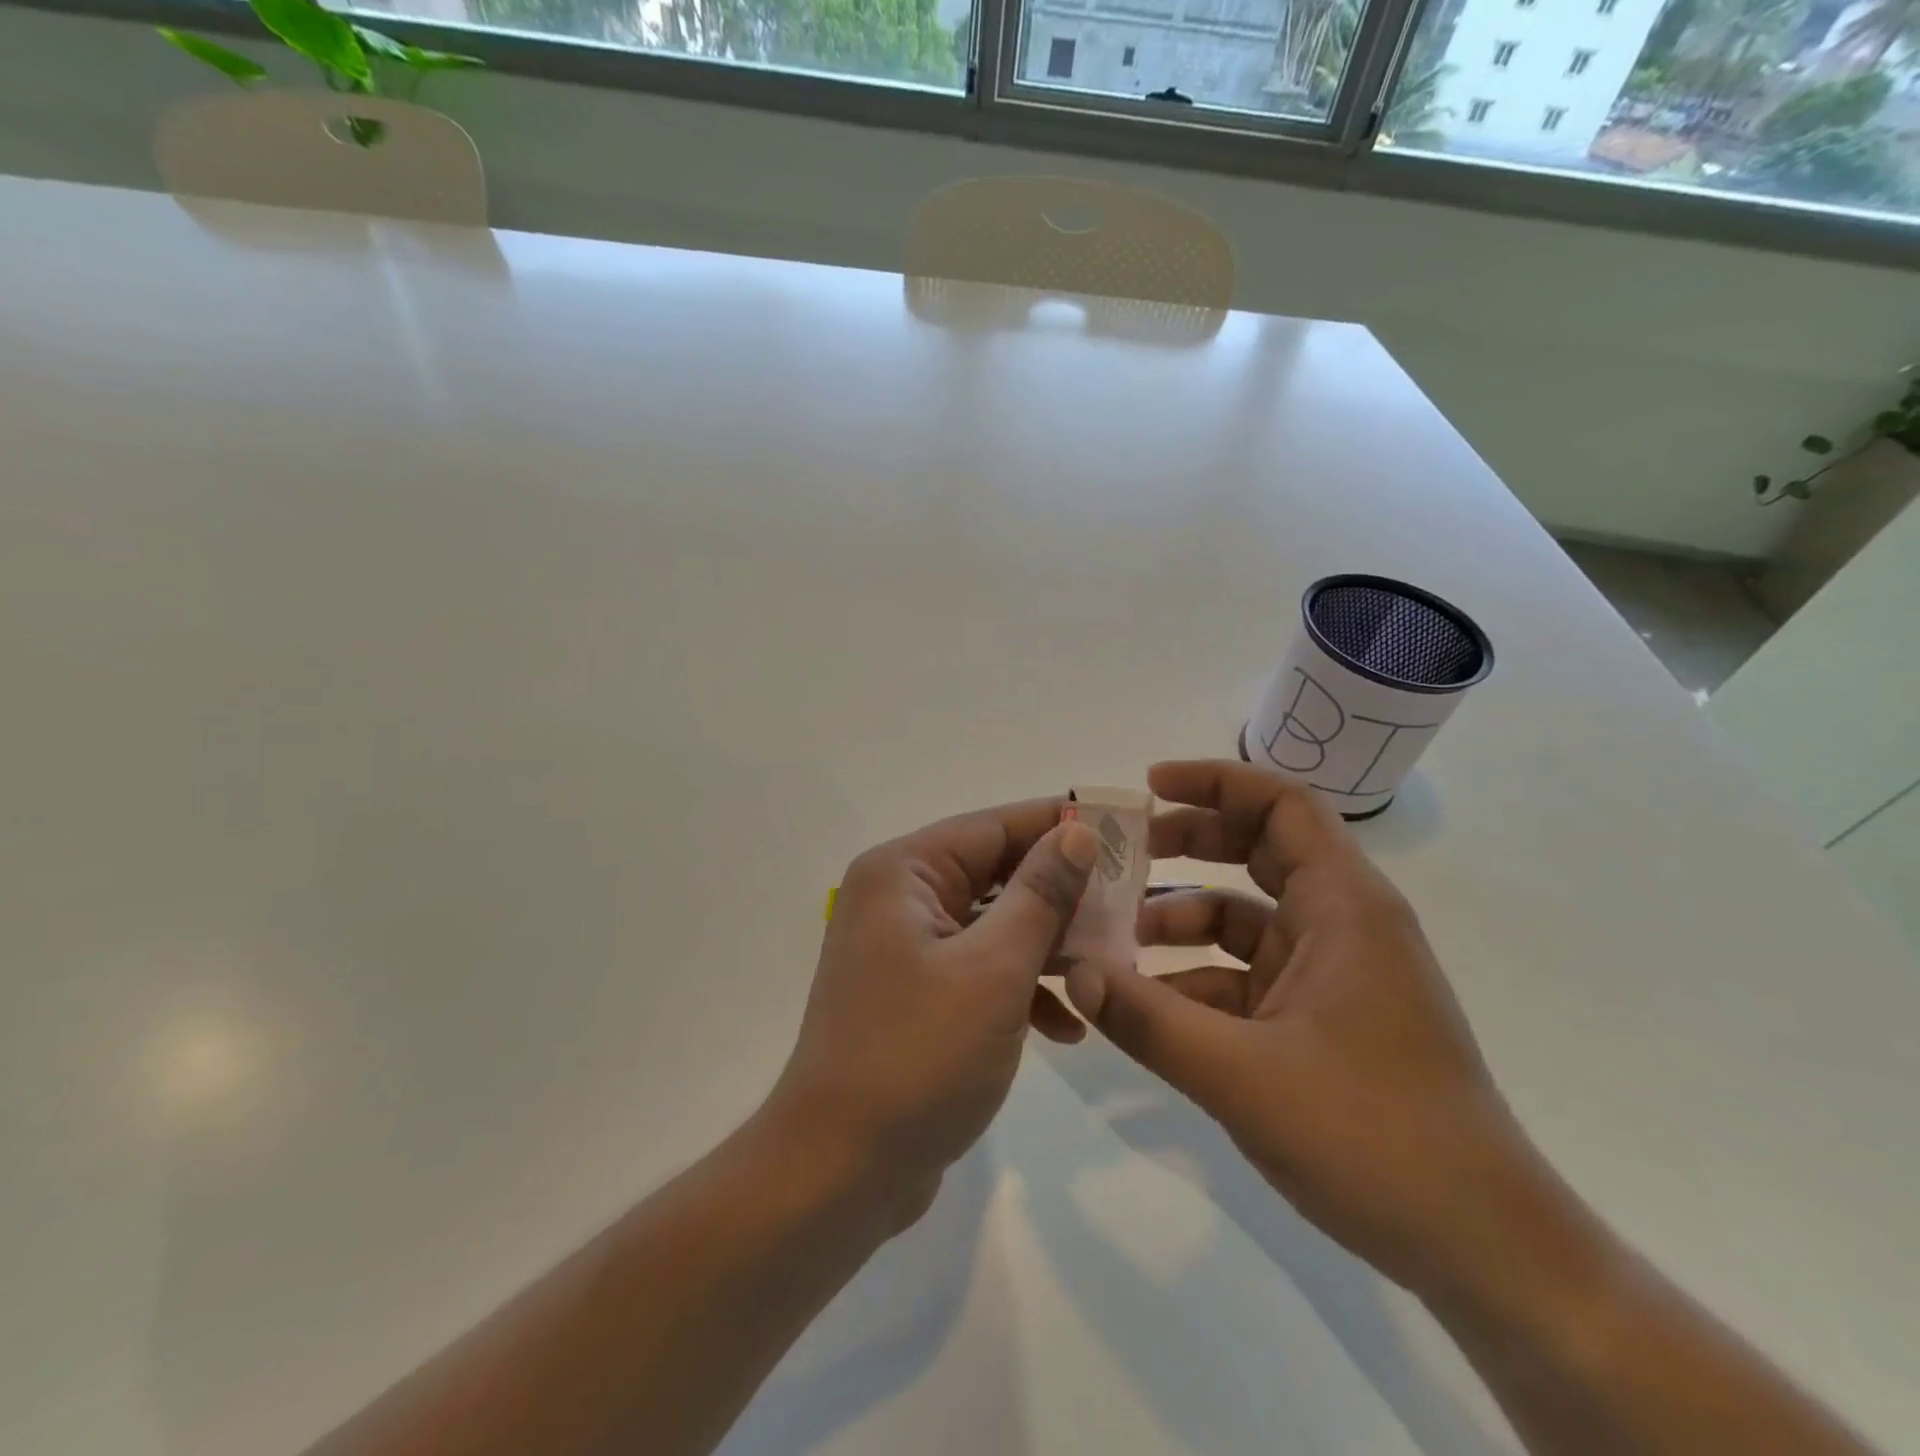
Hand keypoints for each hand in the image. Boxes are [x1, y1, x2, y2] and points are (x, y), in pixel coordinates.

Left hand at [766, 800, 1103, 1227]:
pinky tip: (1067, 1027)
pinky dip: (1021, 987)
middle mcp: (898, 897)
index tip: (1125, 829)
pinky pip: (979, 968)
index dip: (1060, 824)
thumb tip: (1078, 832)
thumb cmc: (919, 1056)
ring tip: (1109, 965)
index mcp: (904, 873)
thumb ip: (1040, 894)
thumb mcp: (994, 970)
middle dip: (1062, 892)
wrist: (840, 1172)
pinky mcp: (916, 993)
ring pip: (993, 923)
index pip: (994, 826)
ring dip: (1048, 945)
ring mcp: (905, 948)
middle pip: (995, 872)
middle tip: (1131, 902)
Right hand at [1063, 759, 1543, 1295]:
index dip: (1214, 781)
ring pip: (1245, 917)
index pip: (1281, 804)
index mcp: (1344, 907)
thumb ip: (1147, 1019)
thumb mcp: (1241, 1075)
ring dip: (1181, 919)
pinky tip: (1148, 1008)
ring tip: (1115, 941)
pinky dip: (1197, 978)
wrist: (1482, 1248)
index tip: (1147, 789)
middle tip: (1119, 856)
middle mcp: (1342, 924)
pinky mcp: (1321, 1018)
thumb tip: (1072, 973)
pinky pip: (1247, 975)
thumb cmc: (1373, 1136)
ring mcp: (1333, 973)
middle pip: (1258, 850)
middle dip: (1186, 844)